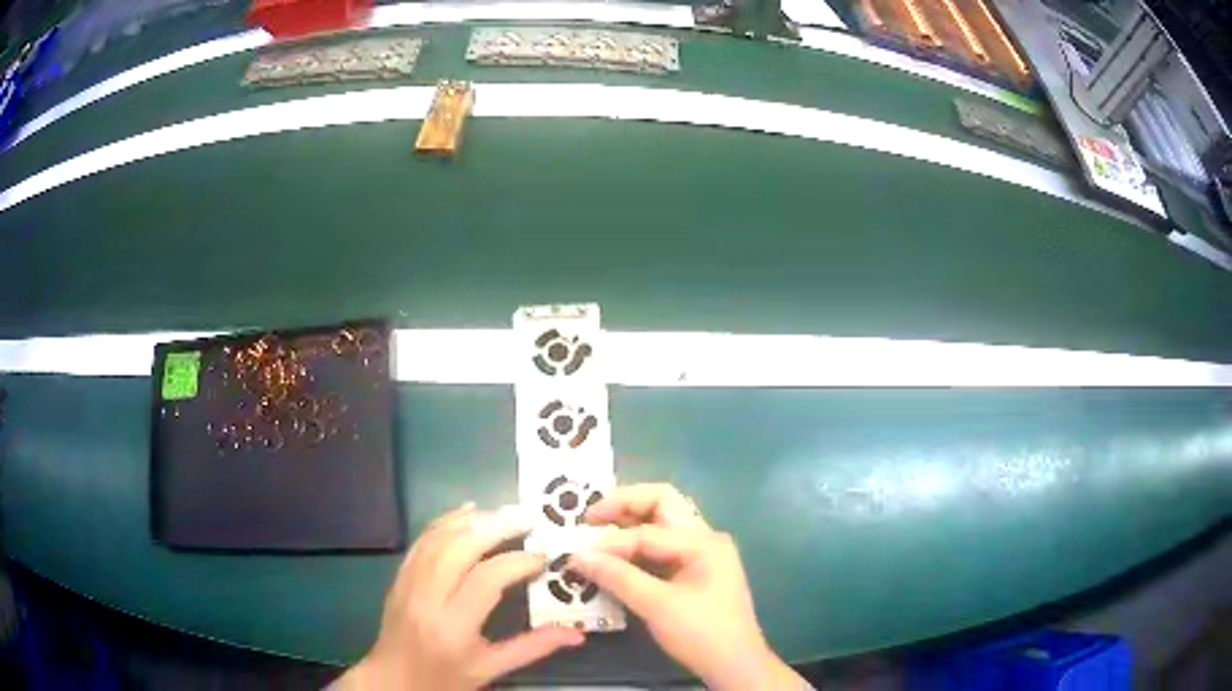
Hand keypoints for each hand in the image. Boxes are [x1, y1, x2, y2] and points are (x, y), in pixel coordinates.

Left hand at [335, 503, 583, 689]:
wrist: (392, 680)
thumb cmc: (445, 679)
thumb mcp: (490, 669)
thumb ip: (532, 648)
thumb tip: (576, 634)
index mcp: (452, 627)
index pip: (485, 580)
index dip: (516, 562)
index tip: (542, 557)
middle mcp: (426, 599)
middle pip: (459, 549)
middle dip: (495, 527)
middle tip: (527, 518)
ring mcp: (407, 584)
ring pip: (438, 539)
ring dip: (471, 521)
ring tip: (503, 512)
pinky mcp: (398, 577)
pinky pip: (421, 541)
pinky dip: (444, 522)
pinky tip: (466, 512)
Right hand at [572, 484, 807, 690]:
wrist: (735, 664)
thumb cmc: (702, 633)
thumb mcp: (658, 606)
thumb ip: (618, 577)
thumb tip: (578, 556)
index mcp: (703, 541)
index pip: (647, 532)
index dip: (610, 543)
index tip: (577, 556)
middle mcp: (704, 538)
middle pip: (660, 505)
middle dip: (623, 505)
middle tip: (588, 518)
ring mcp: (700, 554)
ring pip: (660, 524)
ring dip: (628, 525)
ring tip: (595, 532)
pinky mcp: (693, 572)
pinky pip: (661, 548)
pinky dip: (636, 548)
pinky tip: (614, 558)